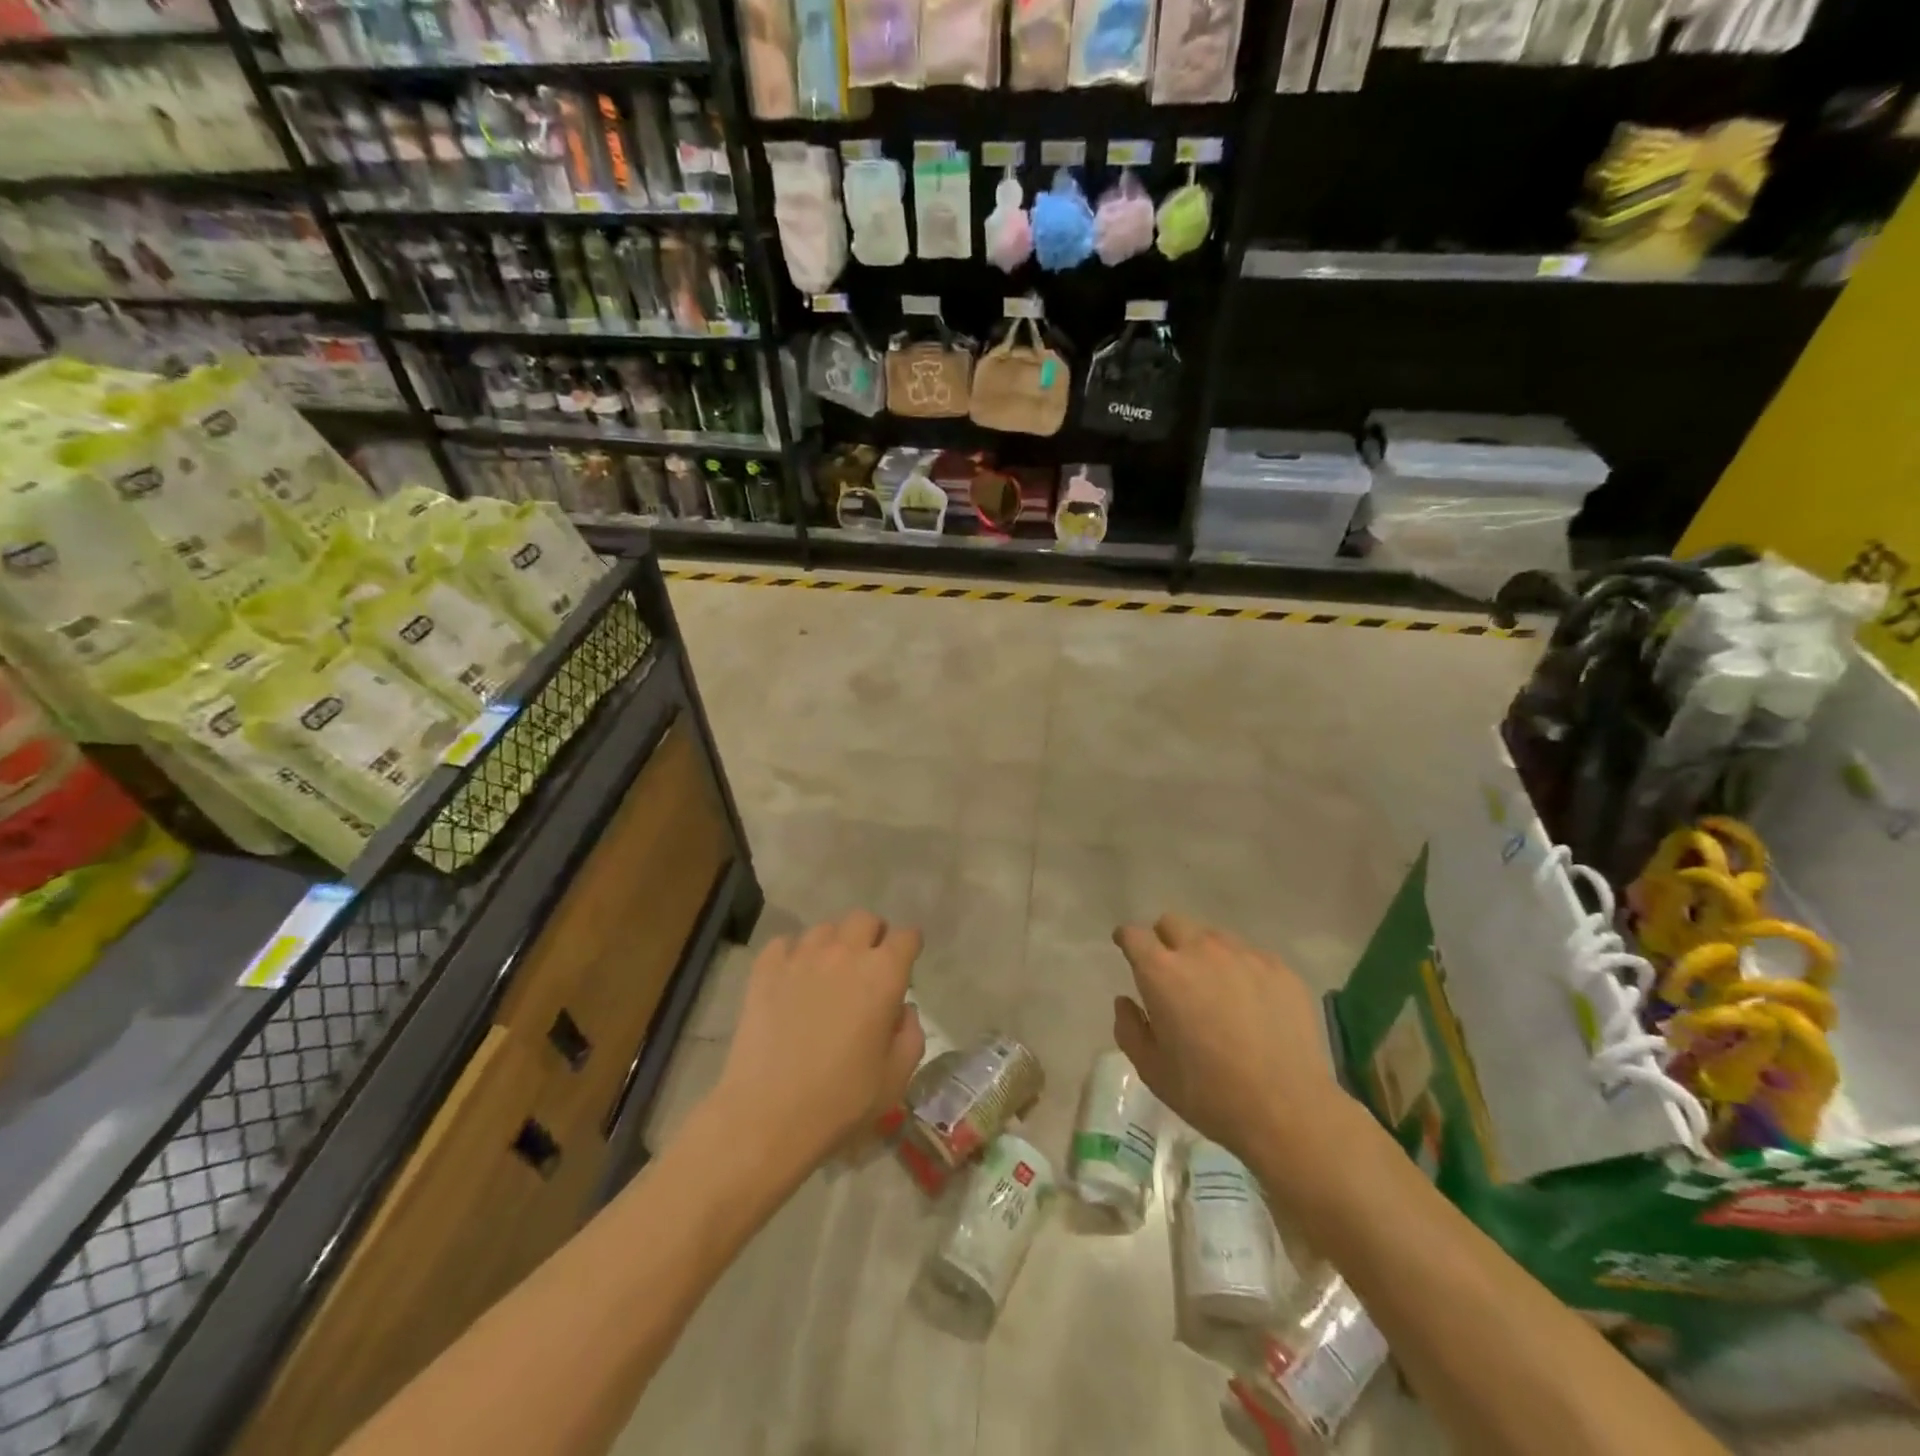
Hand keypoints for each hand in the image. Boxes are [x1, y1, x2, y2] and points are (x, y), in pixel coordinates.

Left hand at [714, 911, 924, 1171]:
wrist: (768, 1116)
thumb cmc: (842, 1101)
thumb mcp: (896, 1077)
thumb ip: (910, 1034)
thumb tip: (902, 1010)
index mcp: (883, 975)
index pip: (906, 937)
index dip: (909, 947)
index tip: (906, 963)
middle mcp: (845, 954)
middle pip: (864, 919)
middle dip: (872, 935)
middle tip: (868, 964)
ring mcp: (802, 957)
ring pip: (825, 928)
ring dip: (834, 944)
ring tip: (829, 972)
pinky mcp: (766, 970)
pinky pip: (785, 943)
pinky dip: (793, 954)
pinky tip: (792, 978)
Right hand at [1112, 914, 1346, 1167]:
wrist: (1287, 1110)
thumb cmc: (1208, 1092)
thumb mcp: (1151, 1070)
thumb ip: (1129, 1028)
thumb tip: (1126, 1001)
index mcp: (1162, 972)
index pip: (1134, 935)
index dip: (1127, 940)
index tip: (1127, 950)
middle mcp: (1200, 951)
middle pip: (1173, 923)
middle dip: (1164, 940)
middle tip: (1171, 973)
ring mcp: (1243, 956)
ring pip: (1213, 937)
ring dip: (1203, 954)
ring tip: (1214, 989)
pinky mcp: (1279, 968)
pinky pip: (1249, 956)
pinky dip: (1240, 970)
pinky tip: (1251, 1004)